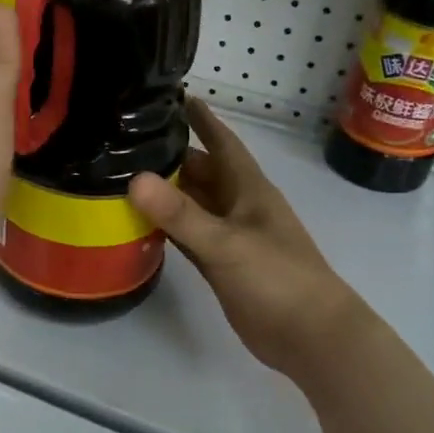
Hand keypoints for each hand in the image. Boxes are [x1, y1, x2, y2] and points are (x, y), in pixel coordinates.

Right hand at [129, 97, 369, 381]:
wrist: (310, 337)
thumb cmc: (278, 279)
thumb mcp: (227, 243)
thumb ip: (181, 214)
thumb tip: (135, 179)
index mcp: (248, 189)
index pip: (222, 142)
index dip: (202, 119)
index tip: (174, 95)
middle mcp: (237, 206)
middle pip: (200, 171)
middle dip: (171, 155)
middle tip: (127, 140)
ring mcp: (230, 236)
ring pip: (192, 204)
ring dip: (165, 191)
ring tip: (123, 174)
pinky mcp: (221, 264)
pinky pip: (188, 235)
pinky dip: (166, 226)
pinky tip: (139, 222)